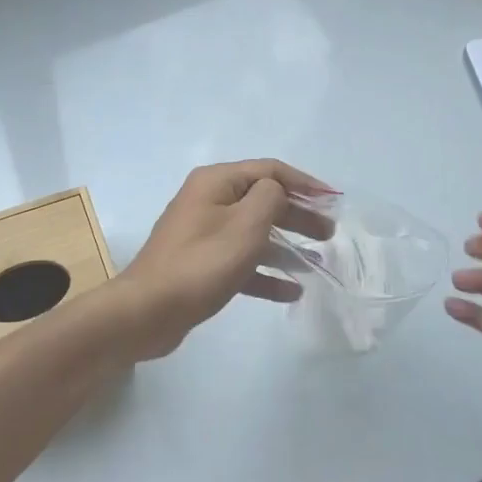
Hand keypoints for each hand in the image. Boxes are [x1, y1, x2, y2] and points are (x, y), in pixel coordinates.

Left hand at [114, 160, 335, 357]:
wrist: (147, 311)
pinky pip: (241, 260)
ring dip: (287, 245)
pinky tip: (291, 291)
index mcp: (216, 181)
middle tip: (328, 234)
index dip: (305, 183)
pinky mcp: (201, 264)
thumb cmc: (202, 263)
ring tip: (319, 262)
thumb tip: (276, 192)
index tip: (334, 202)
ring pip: (254, 232)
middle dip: (298, 215)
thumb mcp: (246, 224)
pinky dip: (265, 271)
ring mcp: (203, 233)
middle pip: (263, 200)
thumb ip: (270, 197)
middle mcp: (208, 200)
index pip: (269, 170)